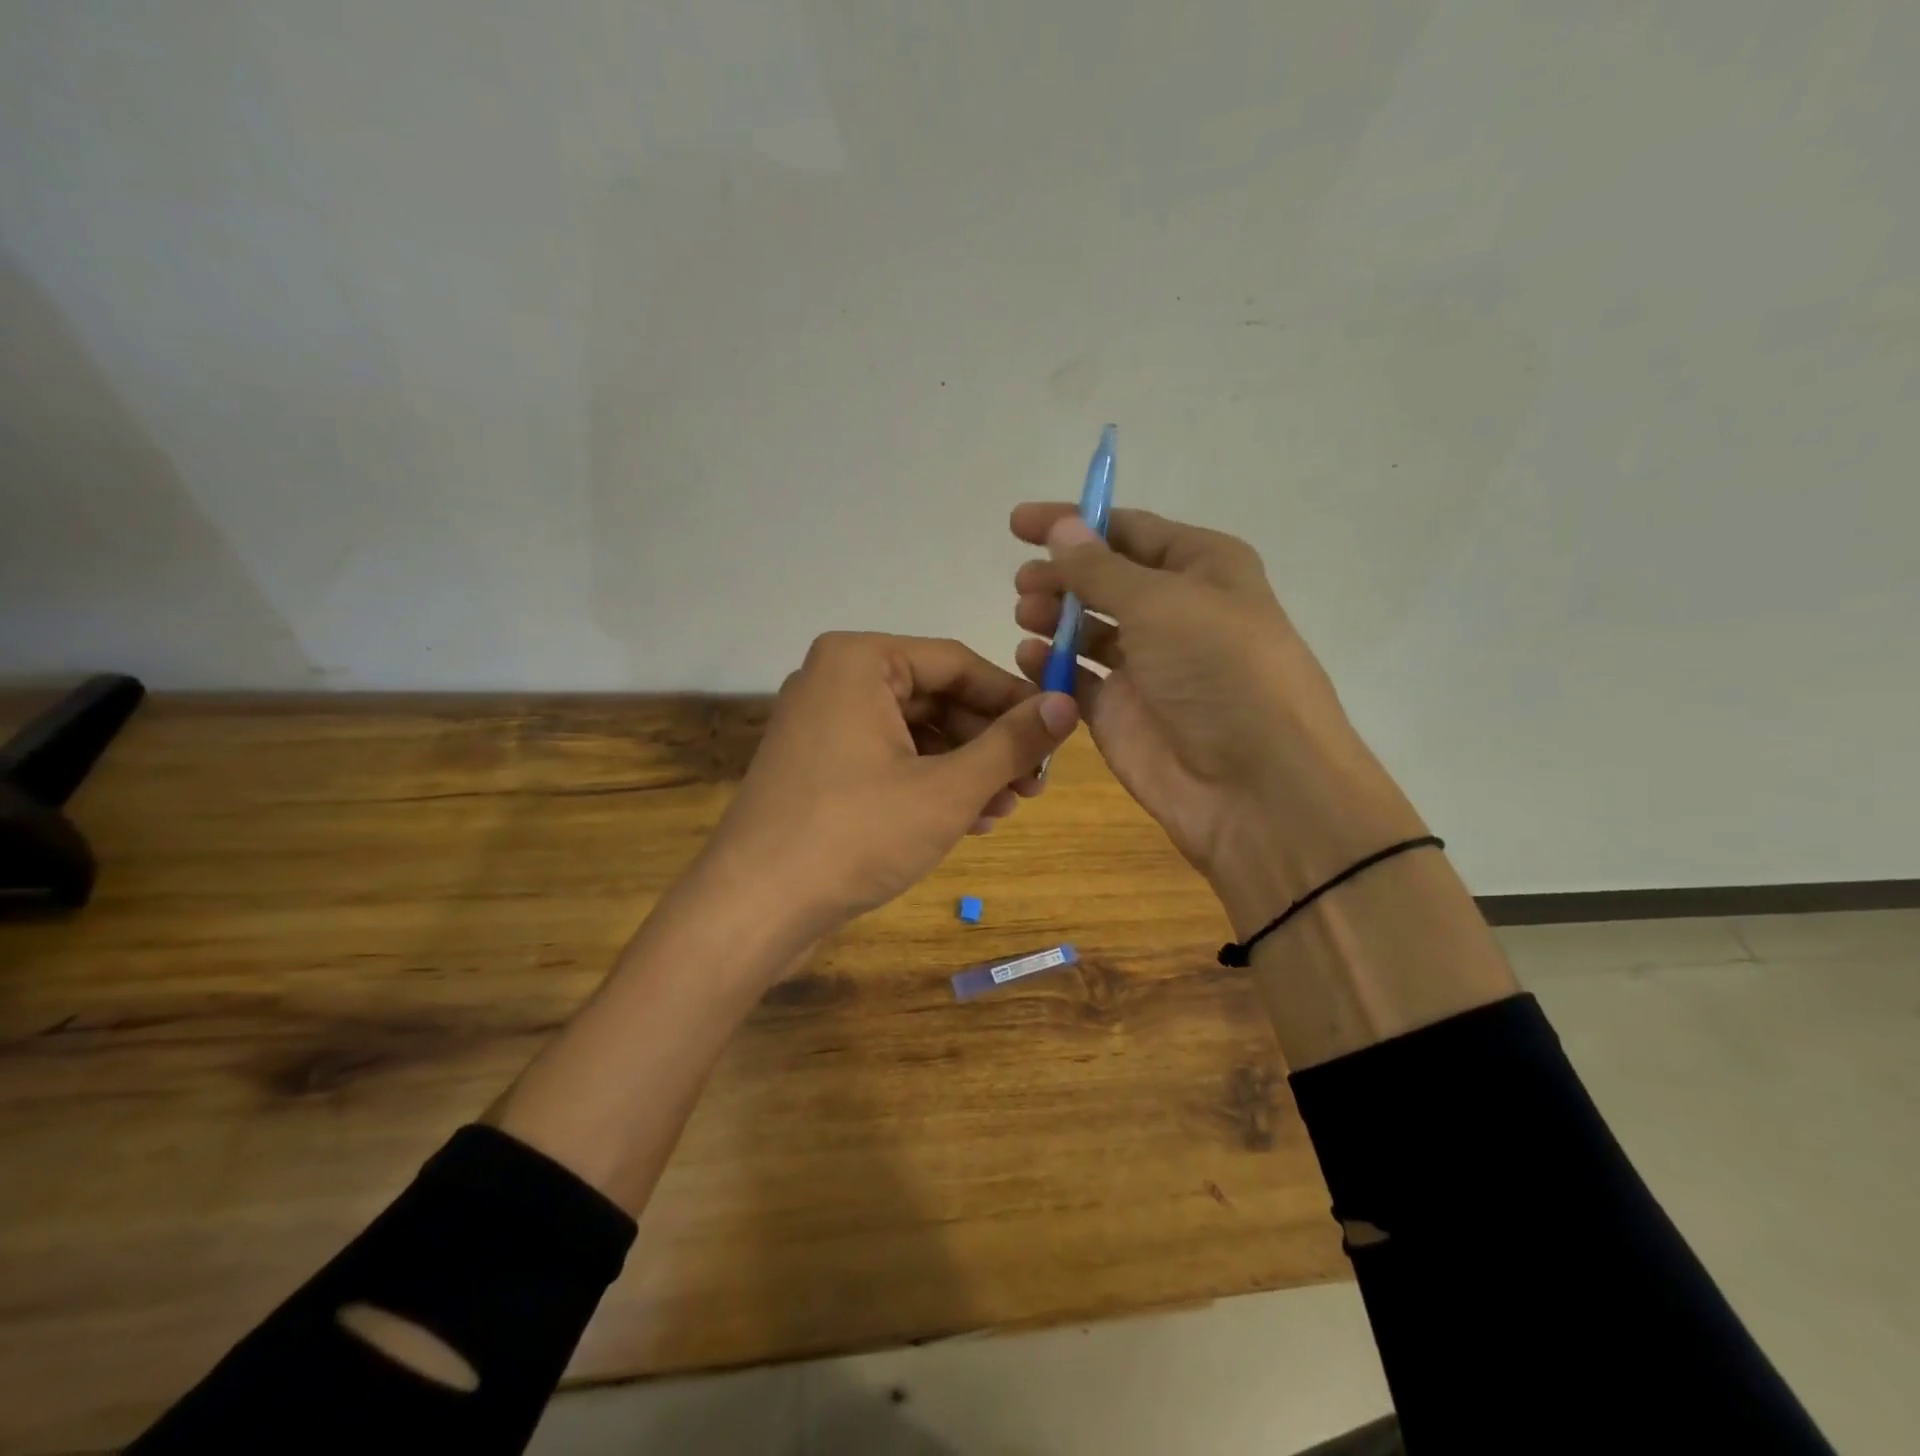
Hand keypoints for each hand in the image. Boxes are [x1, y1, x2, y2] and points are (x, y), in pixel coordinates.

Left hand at [700, 632, 1078, 943]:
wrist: (754, 908)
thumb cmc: (856, 834)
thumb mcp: (948, 788)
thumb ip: (1011, 743)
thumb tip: (1066, 704)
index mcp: (861, 661)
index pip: (958, 663)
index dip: (1014, 699)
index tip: (1057, 733)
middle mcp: (837, 679)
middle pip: (937, 698)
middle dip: (990, 743)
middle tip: (1034, 784)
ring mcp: (823, 724)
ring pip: (916, 733)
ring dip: (966, 768)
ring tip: (1006, 808)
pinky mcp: (819, 766)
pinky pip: (889, 758)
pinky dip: (930, 783)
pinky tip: (968, 819)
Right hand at [1010, 505, 1424, 930]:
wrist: (1255, 785)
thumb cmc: (1219, 670)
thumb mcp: (1160, 602)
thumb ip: (1100, 568)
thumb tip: (1062, 527)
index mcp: (1202, 569)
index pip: (1130, 531)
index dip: (1075, 522)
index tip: (1019, 524)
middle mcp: (1175, 613)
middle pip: (1105, 581)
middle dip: (1062, 576)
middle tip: (1024, 584)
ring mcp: (1147, 667)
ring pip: (1088, 629)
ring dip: (1054, 617)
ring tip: (1026, 615)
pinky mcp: (1121, 713)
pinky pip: (1076, 679)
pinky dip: (1050, 666)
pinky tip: (1029, 657)